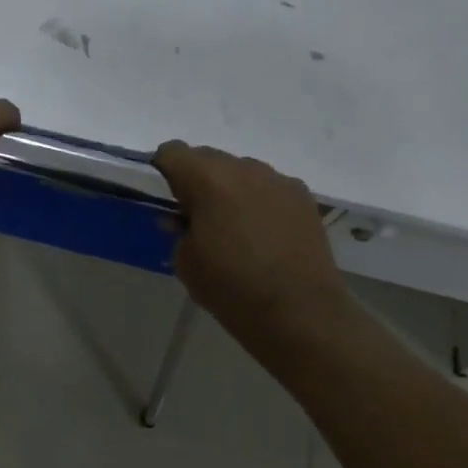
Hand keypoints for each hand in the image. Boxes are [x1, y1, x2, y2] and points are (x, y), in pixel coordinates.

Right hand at [151, 141, 348, 334]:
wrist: (301, 315)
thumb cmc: (232, 288)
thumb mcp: (185, 261)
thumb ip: (178, 229)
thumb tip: (183, 218)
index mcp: (207, 178)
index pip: (172, 151)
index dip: (164, 172)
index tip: (168, 200)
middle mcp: (243, 168)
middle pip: (207, 157)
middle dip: (198, 180)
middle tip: (199, 216)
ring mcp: (277, 180)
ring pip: (240, 170)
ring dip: (230, 188)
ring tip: (236, 226)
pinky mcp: (303, 197)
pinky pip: (268, 186)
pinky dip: (259, 200)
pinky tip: (265, 233)